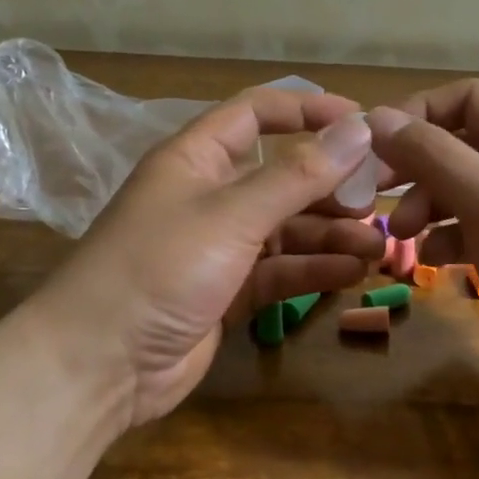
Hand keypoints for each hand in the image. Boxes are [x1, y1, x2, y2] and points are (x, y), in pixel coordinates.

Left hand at [35, 89, 384, 425]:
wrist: (97, 367)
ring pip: (287, 227)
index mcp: (197, 158)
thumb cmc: (159, 268)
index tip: (362, 124)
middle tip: (381, 199)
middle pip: (282, 175)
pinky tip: (352, 273)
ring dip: (331, 234)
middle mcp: (210, 194)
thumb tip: (359, 127)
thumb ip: (298, 174)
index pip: (258, 113)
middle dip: (332, 185)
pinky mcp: (228, 291)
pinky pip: (280, 270)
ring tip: (378, 246)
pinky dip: (314, 270)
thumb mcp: (232, 214)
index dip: (309, 111)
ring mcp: (219, 246)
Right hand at [367, 81, 478, 410]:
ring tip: (403, 236)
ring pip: (458, 190)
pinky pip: (469, 231)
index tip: (377, 146)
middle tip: (375, 193)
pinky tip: (433, 261)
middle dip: (415, 165)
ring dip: (425, 205)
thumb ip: (433, 154)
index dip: (419, 112)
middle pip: (456, 144)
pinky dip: (445, 239)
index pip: (465, 98)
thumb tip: (378, 117)